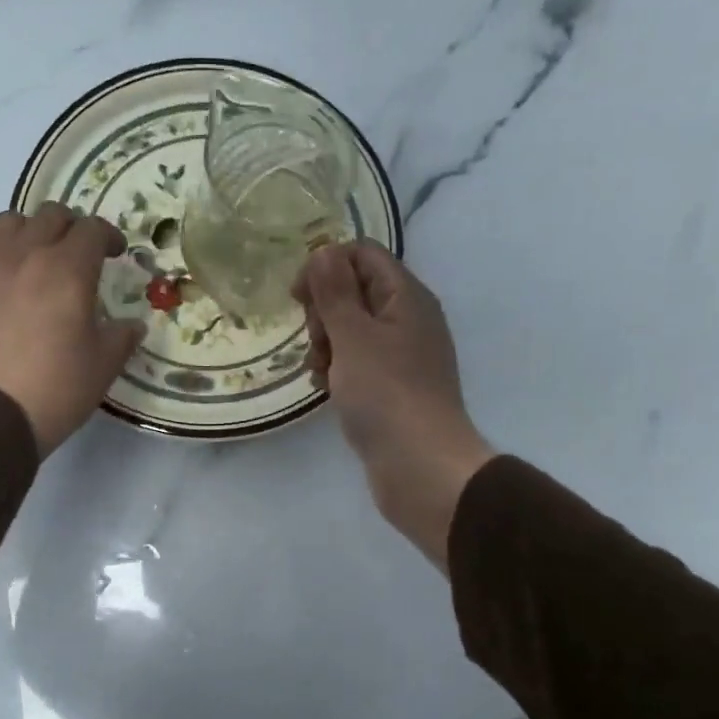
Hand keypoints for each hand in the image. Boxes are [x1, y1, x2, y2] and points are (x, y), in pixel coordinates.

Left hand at [0, 205, 142, 455]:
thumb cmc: (55, 389)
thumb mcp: (103, 366)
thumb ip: (122, 337)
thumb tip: (132, 325)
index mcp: (68, 270)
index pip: (92, 229)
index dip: (109, 236)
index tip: (116, 254)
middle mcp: (25, 256)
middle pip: (50, 215)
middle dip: (72, 227)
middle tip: (80, 254)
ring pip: (8, 223)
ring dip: (30, 232)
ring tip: (37, 259)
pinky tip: (1, 286)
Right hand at [295, 243, 494, 566]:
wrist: (420, 466)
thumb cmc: (386, 394)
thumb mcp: (354, 336)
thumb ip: (335, 292)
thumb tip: (324, 251)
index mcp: (406, 297)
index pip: (362, 254)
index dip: (326, 266)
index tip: (298, 296)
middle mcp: (407, 319)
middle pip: (355, 290)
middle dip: (324, 310)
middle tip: (317, 341)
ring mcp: (401, 355)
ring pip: (351, 329)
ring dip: (326, 343)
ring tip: (320, 372)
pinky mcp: (391, 386)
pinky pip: (357, 362)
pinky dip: (337, 369)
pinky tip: (325, 389)